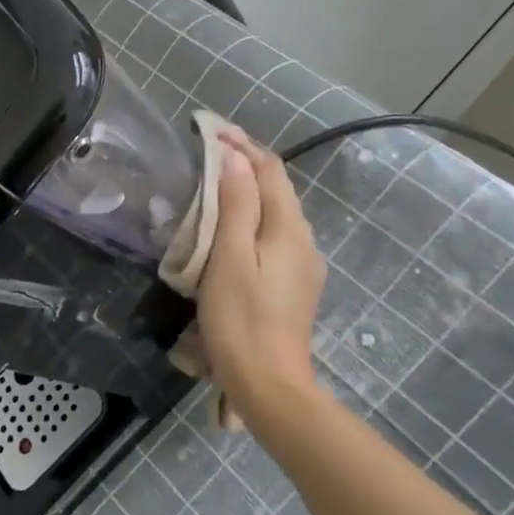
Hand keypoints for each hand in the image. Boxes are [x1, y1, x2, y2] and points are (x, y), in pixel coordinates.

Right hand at [196, 128, 326, 412]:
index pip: (270, 170)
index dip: (243, 145)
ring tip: (214, 186)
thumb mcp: (230, 257)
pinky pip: (273, 239)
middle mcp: (305, 241)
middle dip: (246, 165)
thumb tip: (236, 158)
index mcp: (290, 229)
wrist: (269, 384)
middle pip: (277, 190)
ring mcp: (303, 266)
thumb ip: (237, 205)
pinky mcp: (294, 287)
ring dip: (248, 193)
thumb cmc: (241, 319)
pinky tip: (231, 231)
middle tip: (208, 152)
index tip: (210, 129)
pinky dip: (251, 221)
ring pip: (276, 215)